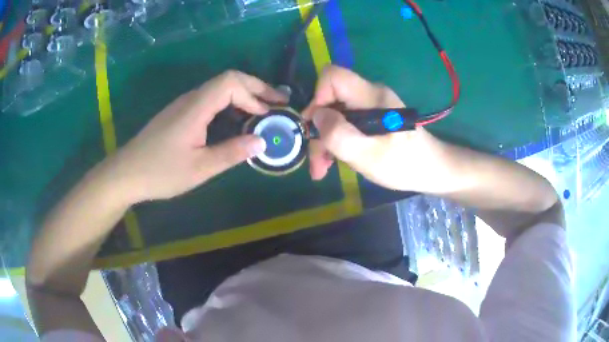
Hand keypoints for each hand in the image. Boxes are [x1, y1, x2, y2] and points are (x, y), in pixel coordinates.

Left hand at [101, 70, 286, 202]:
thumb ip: (231, 153)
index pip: (231, 82)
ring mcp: (184, 104)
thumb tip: (262, 141)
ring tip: (262, 111)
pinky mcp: (180, 113)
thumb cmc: (161, 172)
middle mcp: (191, 98)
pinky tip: (236, 120)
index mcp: (196, 107)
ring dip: (244, 95)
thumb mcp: (199, 168)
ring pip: (219, 88)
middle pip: (228, 79)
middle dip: (256, 88)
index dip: (254, 94)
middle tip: (278, 102)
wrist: (126, 173)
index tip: (267, 114)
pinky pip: (210, 99)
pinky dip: (230, 104)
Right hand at [303, 66, 444, 191]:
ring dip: (325, 140)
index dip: (317, 97)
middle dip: (318, 129)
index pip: (332, 76)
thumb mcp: (369, 155)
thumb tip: (316, 116)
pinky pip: (346, 122)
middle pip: (331, 99)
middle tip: (316, 163)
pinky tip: (334, 160)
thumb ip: (339, 135)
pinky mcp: (372, 118)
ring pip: (336, 113)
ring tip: (322, 169)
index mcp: (371, 96)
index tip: (315, 127)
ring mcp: (371, 106)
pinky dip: (336, 140)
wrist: (432, 170)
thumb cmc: (405, 164)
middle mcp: (369, 95)